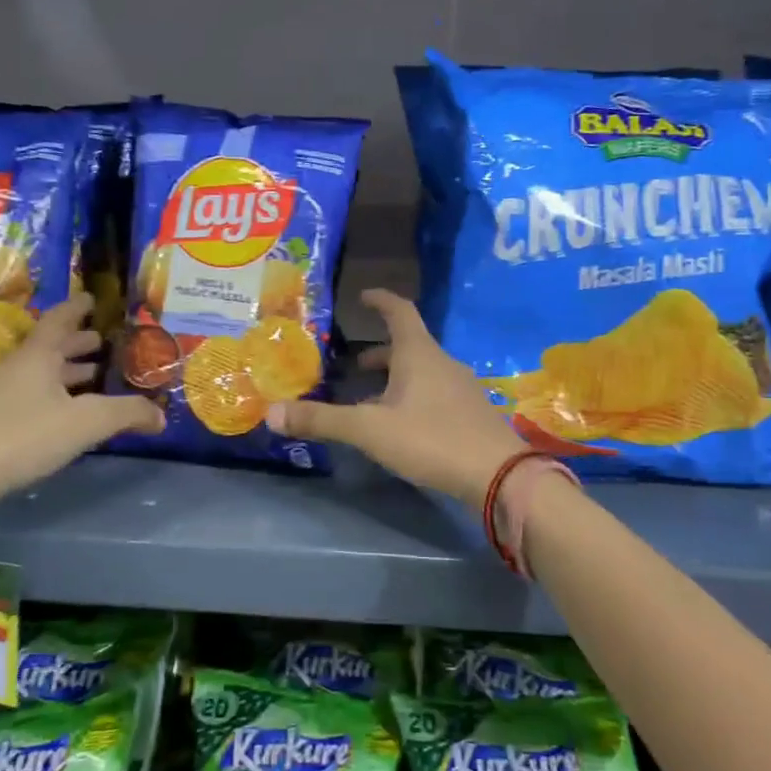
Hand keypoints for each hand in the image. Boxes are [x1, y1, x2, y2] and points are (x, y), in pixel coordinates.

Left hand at [0, 293, 162, 511]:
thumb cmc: (21, 436)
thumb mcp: (85, 423)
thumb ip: (126, 414)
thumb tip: (161, 415)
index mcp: (38, 356)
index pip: (60, 319)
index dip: (77, 307)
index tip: (93, 298)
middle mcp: (19, 368)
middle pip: (50, 347)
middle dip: (77, 343)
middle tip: (103, 341)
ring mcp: (2, 396)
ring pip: (41, 374)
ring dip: (67, 371)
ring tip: (94, 375)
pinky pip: (34, 397)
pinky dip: (57, 396)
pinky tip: (70, 415)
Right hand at [265, 289, 526, 506]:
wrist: (499, 475)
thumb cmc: (432, 439)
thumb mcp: (370, 430)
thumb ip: (322, 420)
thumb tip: (271, 413)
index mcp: (419, 354)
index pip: (399, 311)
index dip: (380, 300)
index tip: (363, 295)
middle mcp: (442, 363)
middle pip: (408, 346)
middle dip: (379, 352)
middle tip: (353, 364)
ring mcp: (461, 389)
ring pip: (421, 373)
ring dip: (394, 378)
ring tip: (368, 399)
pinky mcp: (471, 415)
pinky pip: (434, 394)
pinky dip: (411, 398)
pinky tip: (400, 426)